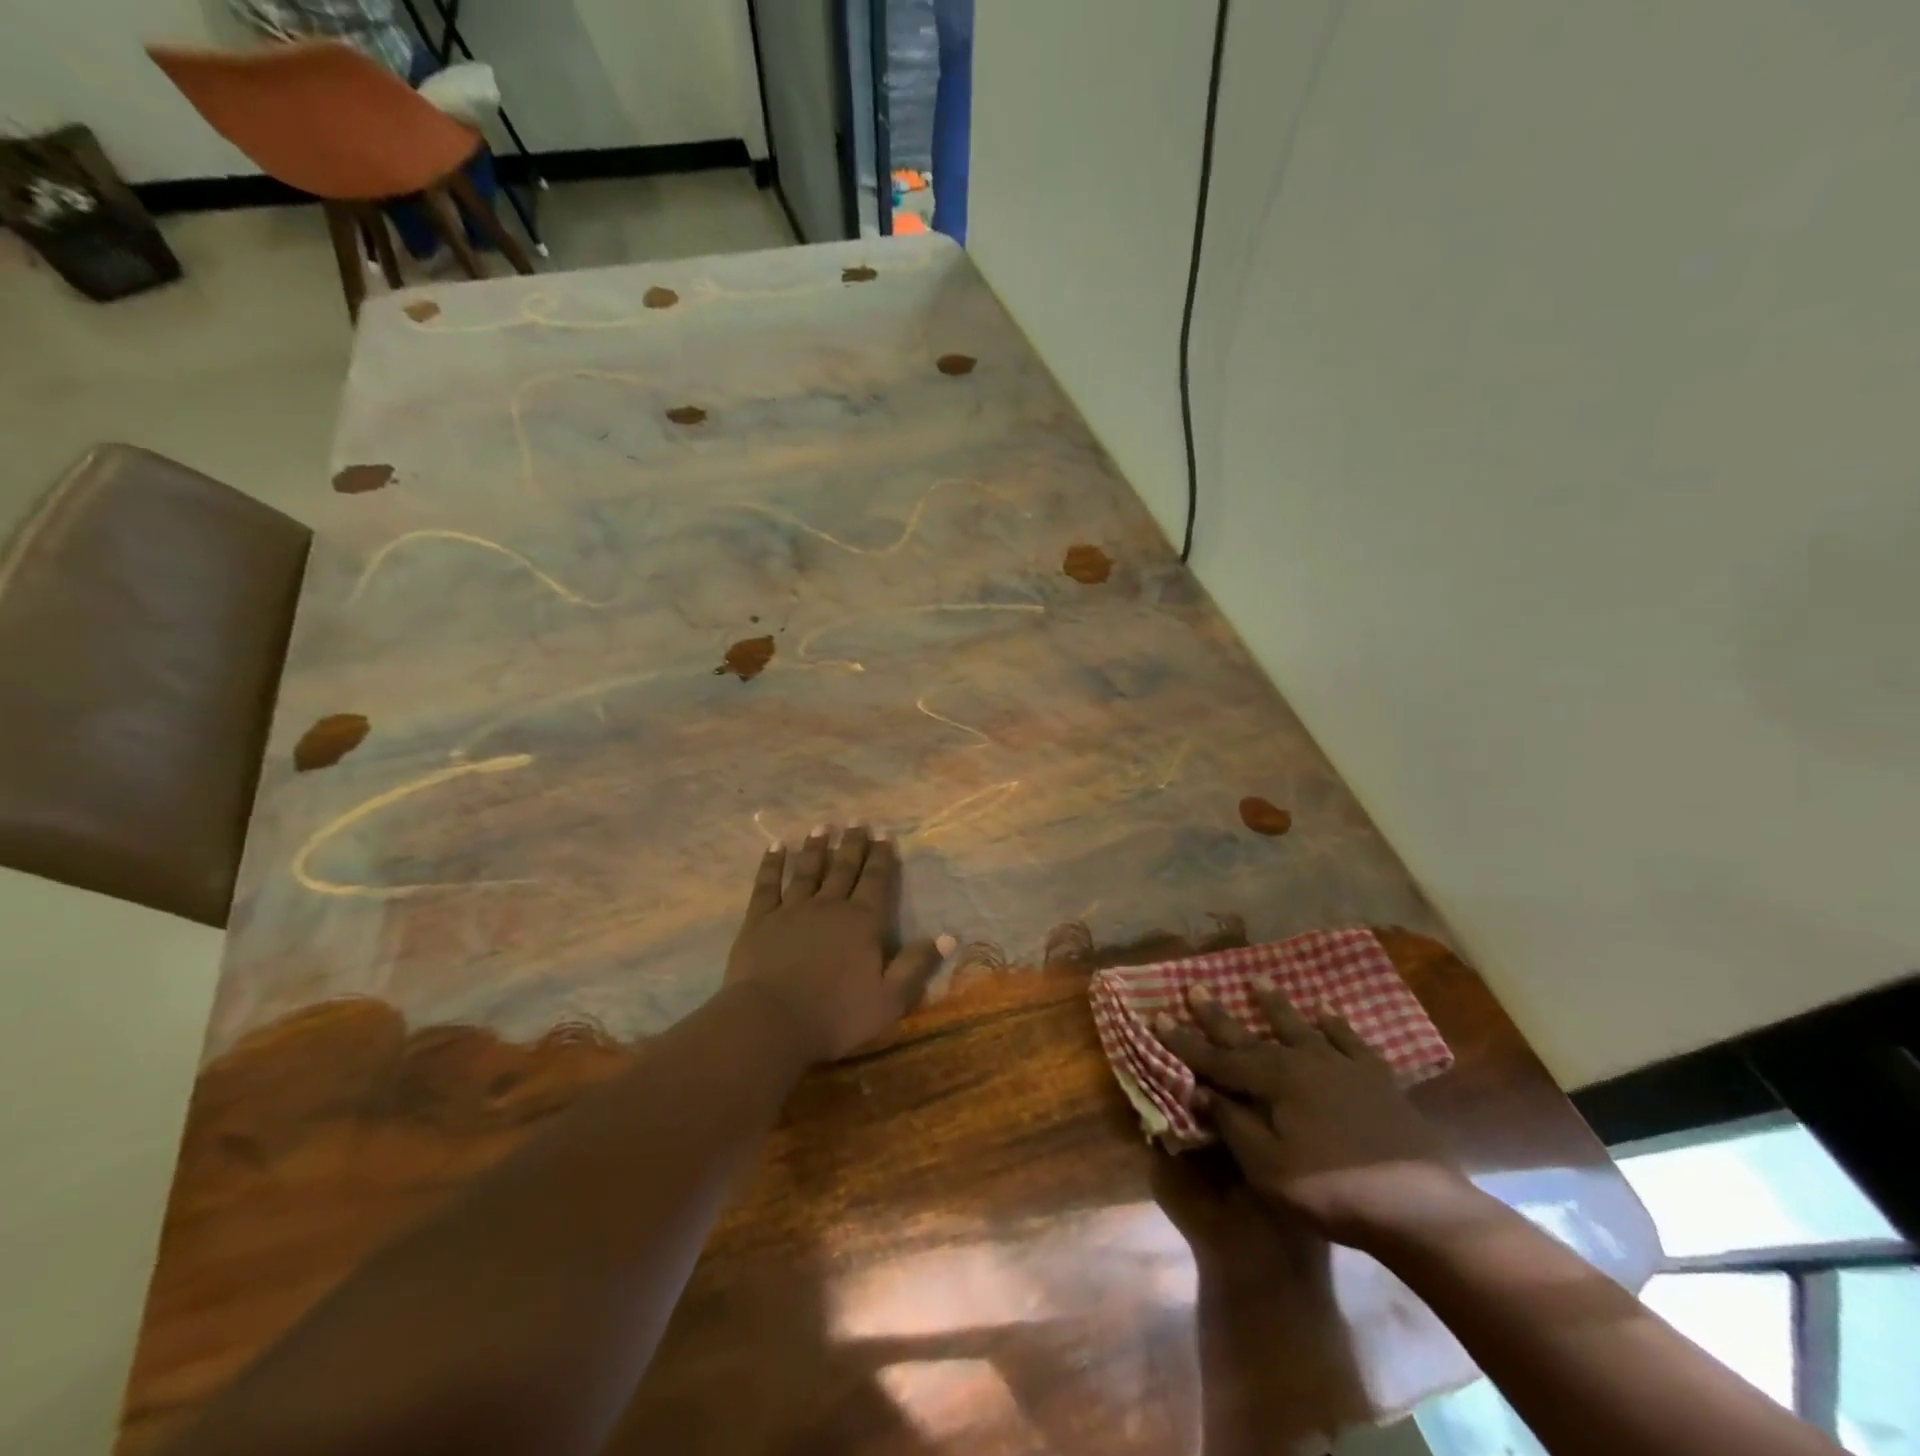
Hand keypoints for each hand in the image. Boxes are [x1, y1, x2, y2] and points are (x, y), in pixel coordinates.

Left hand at [723, 826, 953, 1063]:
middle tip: (857, 821)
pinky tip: (775, 847)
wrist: (771, 1021)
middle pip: (844, 868)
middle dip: (852, 844)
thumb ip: (917, 964)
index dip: (882, 857)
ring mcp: (791, 910)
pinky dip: (771, 864)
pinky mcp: (760, 920)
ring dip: (815, 848)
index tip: (884, 834)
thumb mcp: (890, 998)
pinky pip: (767, 884)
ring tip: (822, 827)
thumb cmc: (836, 1015)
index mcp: (862, 922)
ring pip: (807, 870)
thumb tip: (949, 936)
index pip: (876, 881)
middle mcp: (829, 906)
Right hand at [1155, 982, 1485, 1249]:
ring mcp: (1343, 1066)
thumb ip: (1232, 1123)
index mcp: (1272, 1081)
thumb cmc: (1330, 1189)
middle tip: (1196, 986)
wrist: (1418, 1206)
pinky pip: (1350, 1041)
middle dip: (1218, 1015)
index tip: (1157, 1016)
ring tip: (1257, 980)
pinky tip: (1326, 1012)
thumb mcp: (1267, 1165)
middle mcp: (1302, 1061)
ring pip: (1300, 1027)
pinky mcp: (1378, 1079)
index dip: (1184, 1041)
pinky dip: (1336, 1026)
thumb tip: (1199, 1090)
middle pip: (1252, 1035)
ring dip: (1275, 1006)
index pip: (1217, 1058)